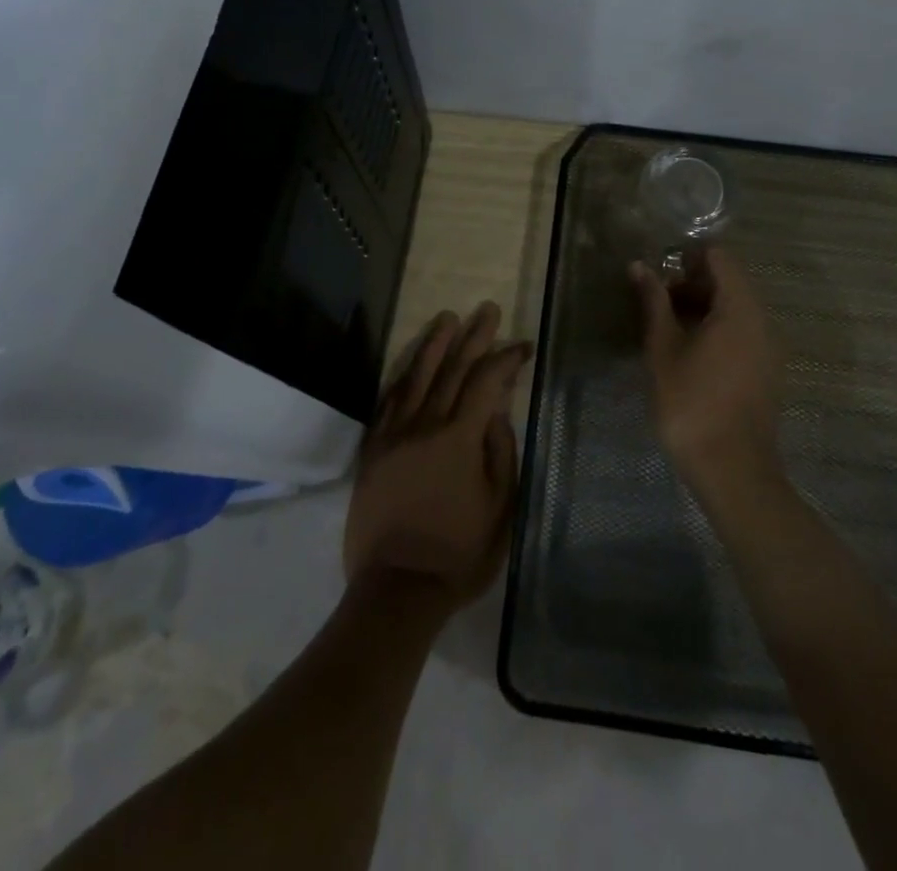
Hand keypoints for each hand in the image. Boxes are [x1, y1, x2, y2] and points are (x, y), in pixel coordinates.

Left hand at [344, 303, 528, 613]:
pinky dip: (403, 375)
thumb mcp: (500, 506)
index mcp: (459, 437)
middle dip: (474, 336)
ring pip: (416, 375)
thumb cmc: (459, 552)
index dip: (506, 358)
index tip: (522, 345)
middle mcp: (425, 424)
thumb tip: (495, 411)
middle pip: (453, 368)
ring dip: (435, 344)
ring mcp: (394, 434)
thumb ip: (499, 451)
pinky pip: (388, 400)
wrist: (397, 588)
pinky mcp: (374, 448)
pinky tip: (412, 363)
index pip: (487, 381)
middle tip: (487, 309)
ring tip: (448, 317)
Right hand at [631, 247, 781, 494]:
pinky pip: (743, 333)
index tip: (659, 274)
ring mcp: (769, 348)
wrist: (732, 470)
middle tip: (656, 303)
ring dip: (702, 308)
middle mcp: (762, 321)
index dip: (688, 257)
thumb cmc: (691, 403)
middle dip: (692, 284)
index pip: (720, 257)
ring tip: (667, 328)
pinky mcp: (767, 371)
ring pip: (736, 309)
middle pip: (730, 282)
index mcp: (740, 308)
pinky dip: (717, 329)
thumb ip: (654, 302)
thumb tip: (640, 266)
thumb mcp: (663, 349)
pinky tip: (689, 353)